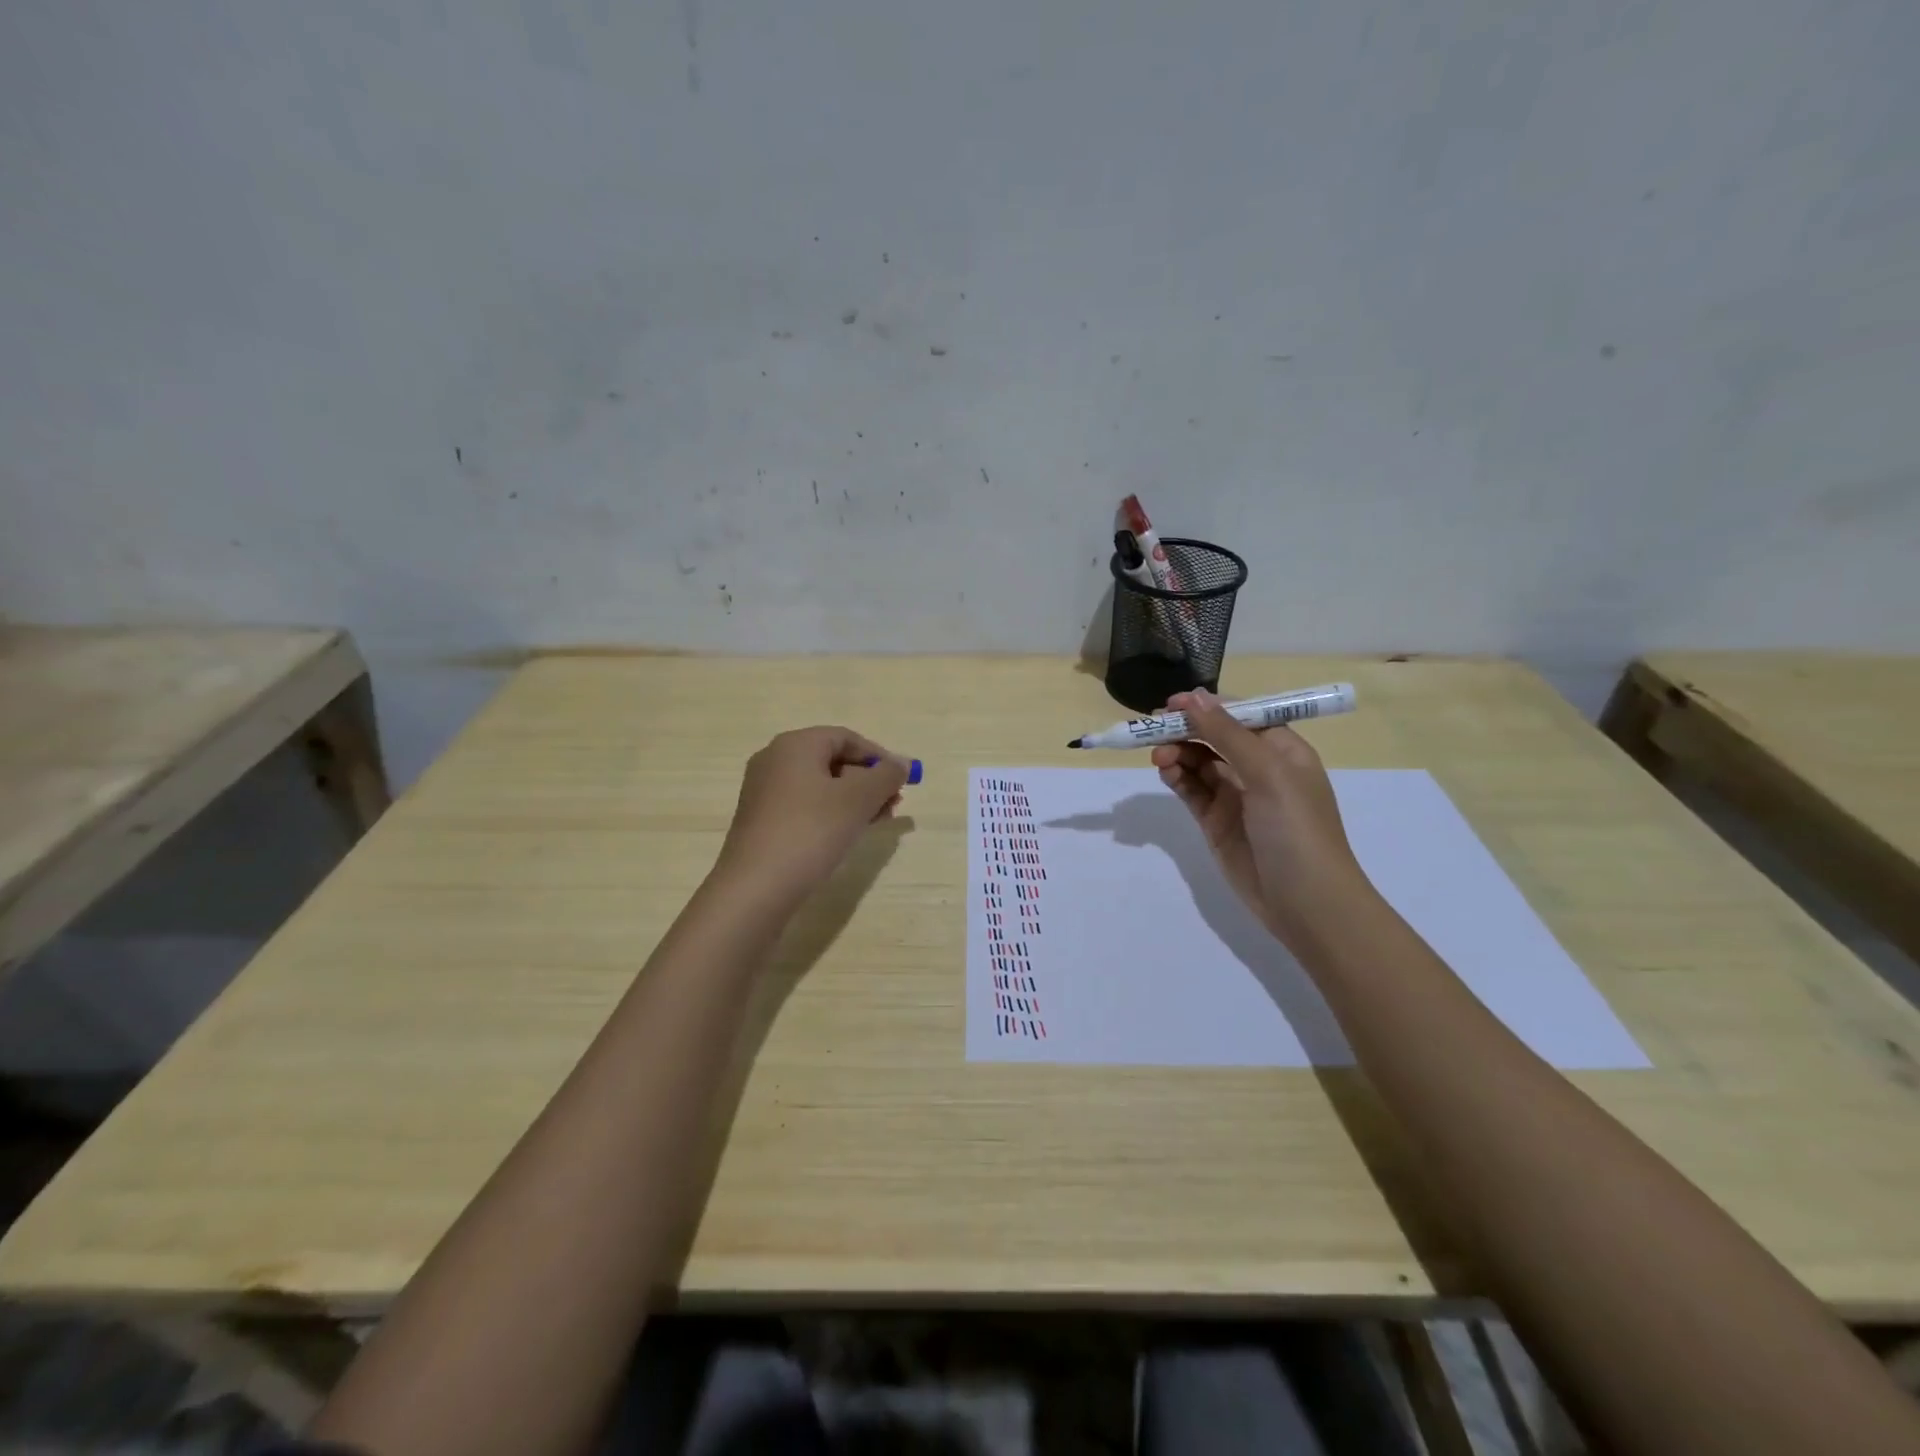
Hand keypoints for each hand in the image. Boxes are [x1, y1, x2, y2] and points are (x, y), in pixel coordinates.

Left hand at [714, 726, 909, 905]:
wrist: (756, 888)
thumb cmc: (811, 832)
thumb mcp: (858, 799)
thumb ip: (886, 776)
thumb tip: (902, 763)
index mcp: (795, 745)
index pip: (846, 738)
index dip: (878, 756)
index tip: (901, 782)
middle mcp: (774, 760)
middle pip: (832, 760)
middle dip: (868, 781)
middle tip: (892, 806)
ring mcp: (763, 792)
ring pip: (819, 786)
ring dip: (853, 800)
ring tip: (875, 823)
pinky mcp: (761, 821)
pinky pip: (804, 806)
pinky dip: (829, 814)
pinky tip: (845, 836)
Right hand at [1150, 688, 1375, 948]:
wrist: (1306, 903)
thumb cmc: (1296, 829)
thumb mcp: (1267, 773)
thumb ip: (1227, 734)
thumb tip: (1192, 696)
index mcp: (1282, 750)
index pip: (1241, 715)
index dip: (1207, 706)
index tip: (1172, 704)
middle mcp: (1259, 768)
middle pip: (1214, 737)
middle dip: (1186, 730)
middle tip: (1153, 731)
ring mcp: (1236, 796)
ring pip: (1199, 763)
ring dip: (1178, 754)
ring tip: (1159, 757)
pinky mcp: (1216, 822)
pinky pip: (1192, 791)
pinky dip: (1177, 778)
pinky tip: (1165, 772)